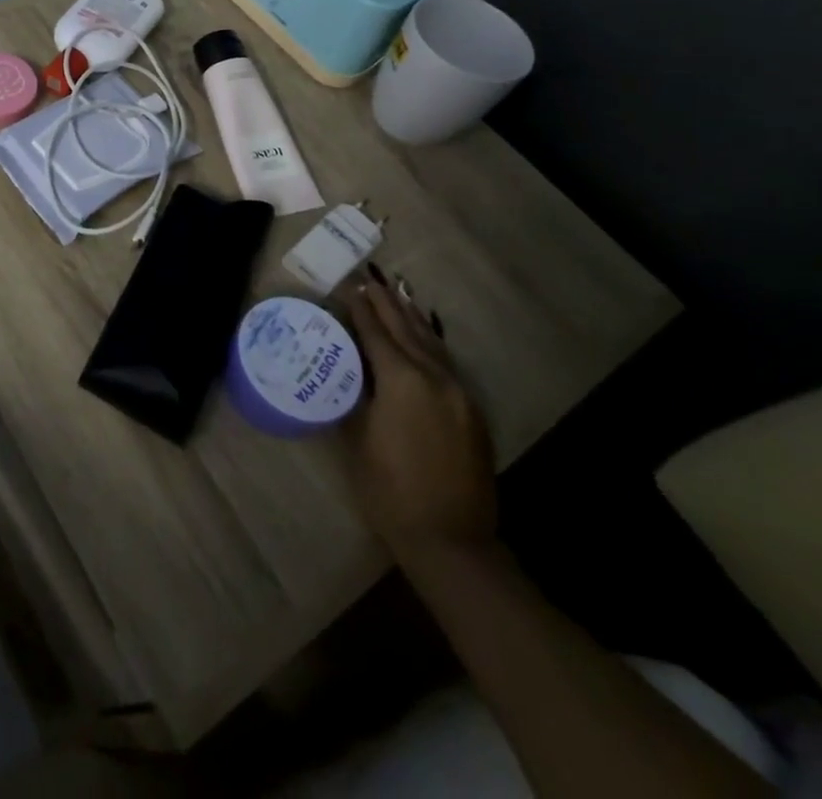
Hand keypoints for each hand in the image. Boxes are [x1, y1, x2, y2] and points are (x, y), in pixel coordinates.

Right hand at [336, 269, 496, 560]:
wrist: (451, 541)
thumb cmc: (389, 489)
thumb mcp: (358, 437)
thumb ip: (356, 394)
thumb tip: (350, 367)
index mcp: (403, 381)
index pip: (376, 333)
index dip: (361, 310)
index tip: (348, 287)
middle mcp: (435, 378)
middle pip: (407, 330)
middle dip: (386, 304)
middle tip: (369, 280)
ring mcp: (460, 394)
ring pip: (432, 344)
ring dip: (411, 318)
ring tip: (396, 295)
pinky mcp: (472, 412)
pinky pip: (446, 364)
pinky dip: (429, 343)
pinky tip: (422, 338)